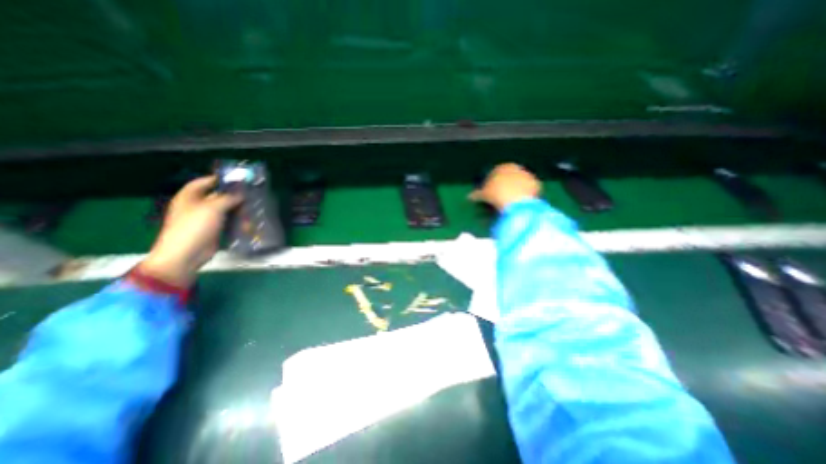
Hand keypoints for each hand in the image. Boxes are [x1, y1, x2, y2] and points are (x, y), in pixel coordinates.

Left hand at [138, 175, 240, 287]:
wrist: (186, 255)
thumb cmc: (194, 227)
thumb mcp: (212, 208)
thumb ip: (228, 198)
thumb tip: (242, 193)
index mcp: (189, 197)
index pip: (204, 182)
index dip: (219, 179)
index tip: (238, 179)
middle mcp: (197, 205)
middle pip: (217, 195)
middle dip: (233, 194)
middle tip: (251, 193)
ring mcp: (205, 218)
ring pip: (225, 208)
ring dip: (238, 208)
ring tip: (253, 206)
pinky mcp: (214, 229)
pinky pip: (228, 220)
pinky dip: (238, 219)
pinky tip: (249, 219)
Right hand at [470, 164, 543, 209]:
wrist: (516, 200)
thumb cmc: (496, 194)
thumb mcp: (483, 195)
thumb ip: (476, 194)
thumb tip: (469, 197)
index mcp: (502, 166)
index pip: (495, 173)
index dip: (490, 183)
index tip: (488, 193)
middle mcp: (516, 167)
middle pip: (508, 177)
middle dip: (503, 186)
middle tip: (498, 198)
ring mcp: (528, 175)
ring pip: (518, 184)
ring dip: (514, 191)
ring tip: (509, 202)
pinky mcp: (536, 185)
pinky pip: (527, 191)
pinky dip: (523, 196)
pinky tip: (518, 204)